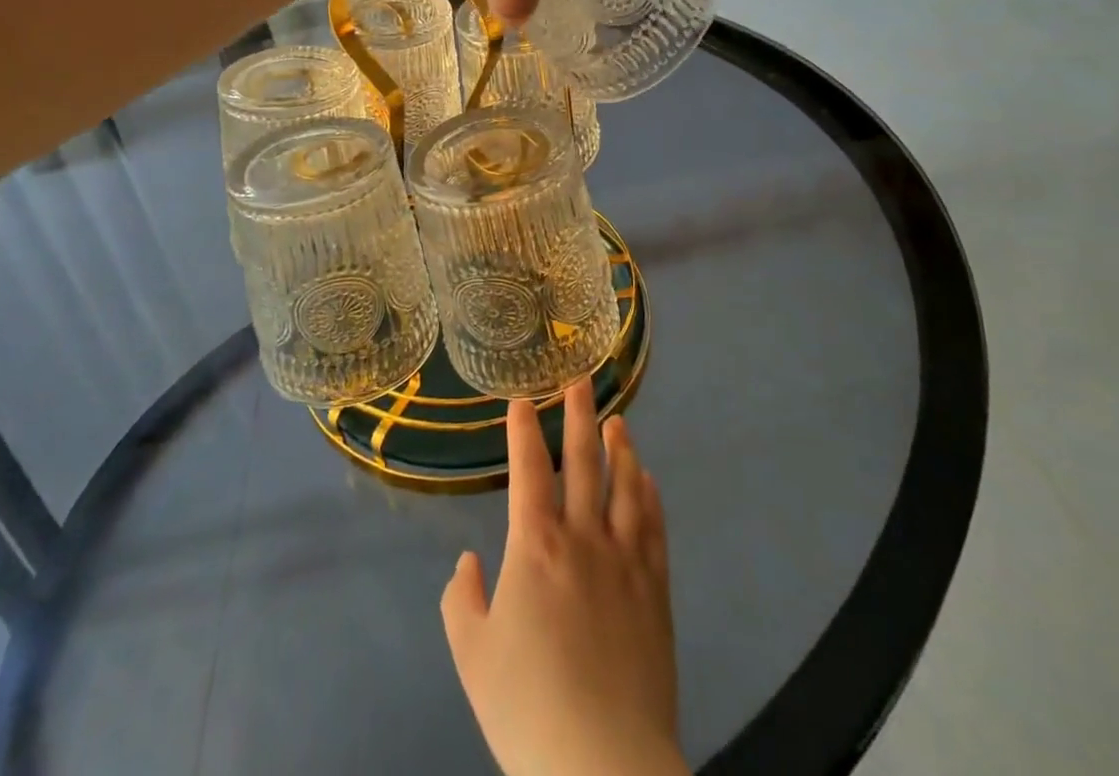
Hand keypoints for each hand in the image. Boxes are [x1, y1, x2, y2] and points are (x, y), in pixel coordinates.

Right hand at [441, 379, 684, 775]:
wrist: (603, 761)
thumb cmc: (527, 706)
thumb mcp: (472, 655)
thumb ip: (463, 600)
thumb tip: (470, 562)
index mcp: (535, 545)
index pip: (527, 469)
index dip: (523, 430)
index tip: (522, 400)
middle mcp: (583, 536)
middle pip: (582, 461)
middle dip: (578, 416)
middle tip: (579, 381)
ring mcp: (625, 559)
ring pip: (624, 485)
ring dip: (619, 448)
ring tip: (618, 420)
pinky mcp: (656, 587)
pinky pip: (654, 527)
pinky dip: (650, 496)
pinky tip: (648, 478)